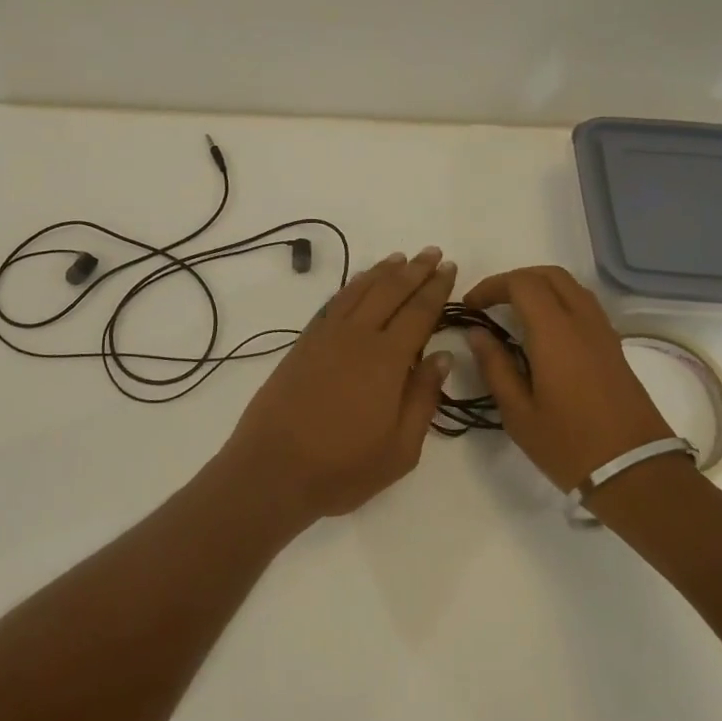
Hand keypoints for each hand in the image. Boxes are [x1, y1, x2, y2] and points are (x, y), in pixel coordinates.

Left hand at [220, 247, 455, 525]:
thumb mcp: (400, 449)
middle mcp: (357, 337)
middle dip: (414, 270)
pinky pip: (334, 302)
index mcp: (387, 360)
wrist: (273, 467)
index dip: (436, 288)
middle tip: (432, 253)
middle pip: (390, 292)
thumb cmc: (343, 467)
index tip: (448, 267)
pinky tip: (360, 283)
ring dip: (382, 272)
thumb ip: (424, 398)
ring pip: (360, 291)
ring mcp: (326, 336)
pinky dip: (352, 286)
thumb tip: (442, 356)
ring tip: (400, 258)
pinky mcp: (304, 343)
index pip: (419, 313)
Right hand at [463, 265, 672, 491]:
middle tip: (490, 303)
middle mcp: (582, 323)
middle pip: (549, 275)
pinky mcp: (615, 348)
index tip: (471, 307)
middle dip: (515, 280)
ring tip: (514, 313)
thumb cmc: (569, 446)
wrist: (637, 474)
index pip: (522, 283)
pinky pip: (584, 306)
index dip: (491, 286)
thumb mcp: (518, 413)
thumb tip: (477, 334)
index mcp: (555, 333)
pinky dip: (558, 303)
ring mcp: (604, 334)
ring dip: (539, 288)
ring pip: (571, 287)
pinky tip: (543, 333)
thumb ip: (495, 367)